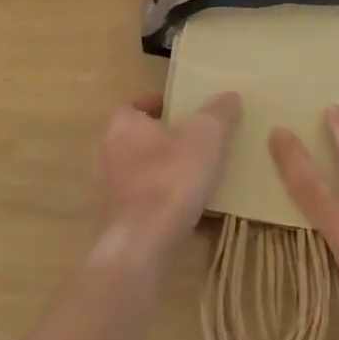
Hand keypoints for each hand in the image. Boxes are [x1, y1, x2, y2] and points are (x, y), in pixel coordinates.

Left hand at [93, 90, 240, 276]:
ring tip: (192, 170)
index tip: (180, 108)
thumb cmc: (172, 178)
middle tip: (191, 137)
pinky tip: (184, 203)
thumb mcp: (206, 137)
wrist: (144, 243)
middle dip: (161, 136)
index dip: (156, 104)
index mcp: (123, 125)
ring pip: (137, 167)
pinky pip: (141, 196)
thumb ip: (218, 113)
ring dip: (160, 167)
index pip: (133, 104)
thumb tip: (229, 95)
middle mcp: (109, 152)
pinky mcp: (118, 218)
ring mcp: (110, 188)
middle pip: (135, 136)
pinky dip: (159, 194)